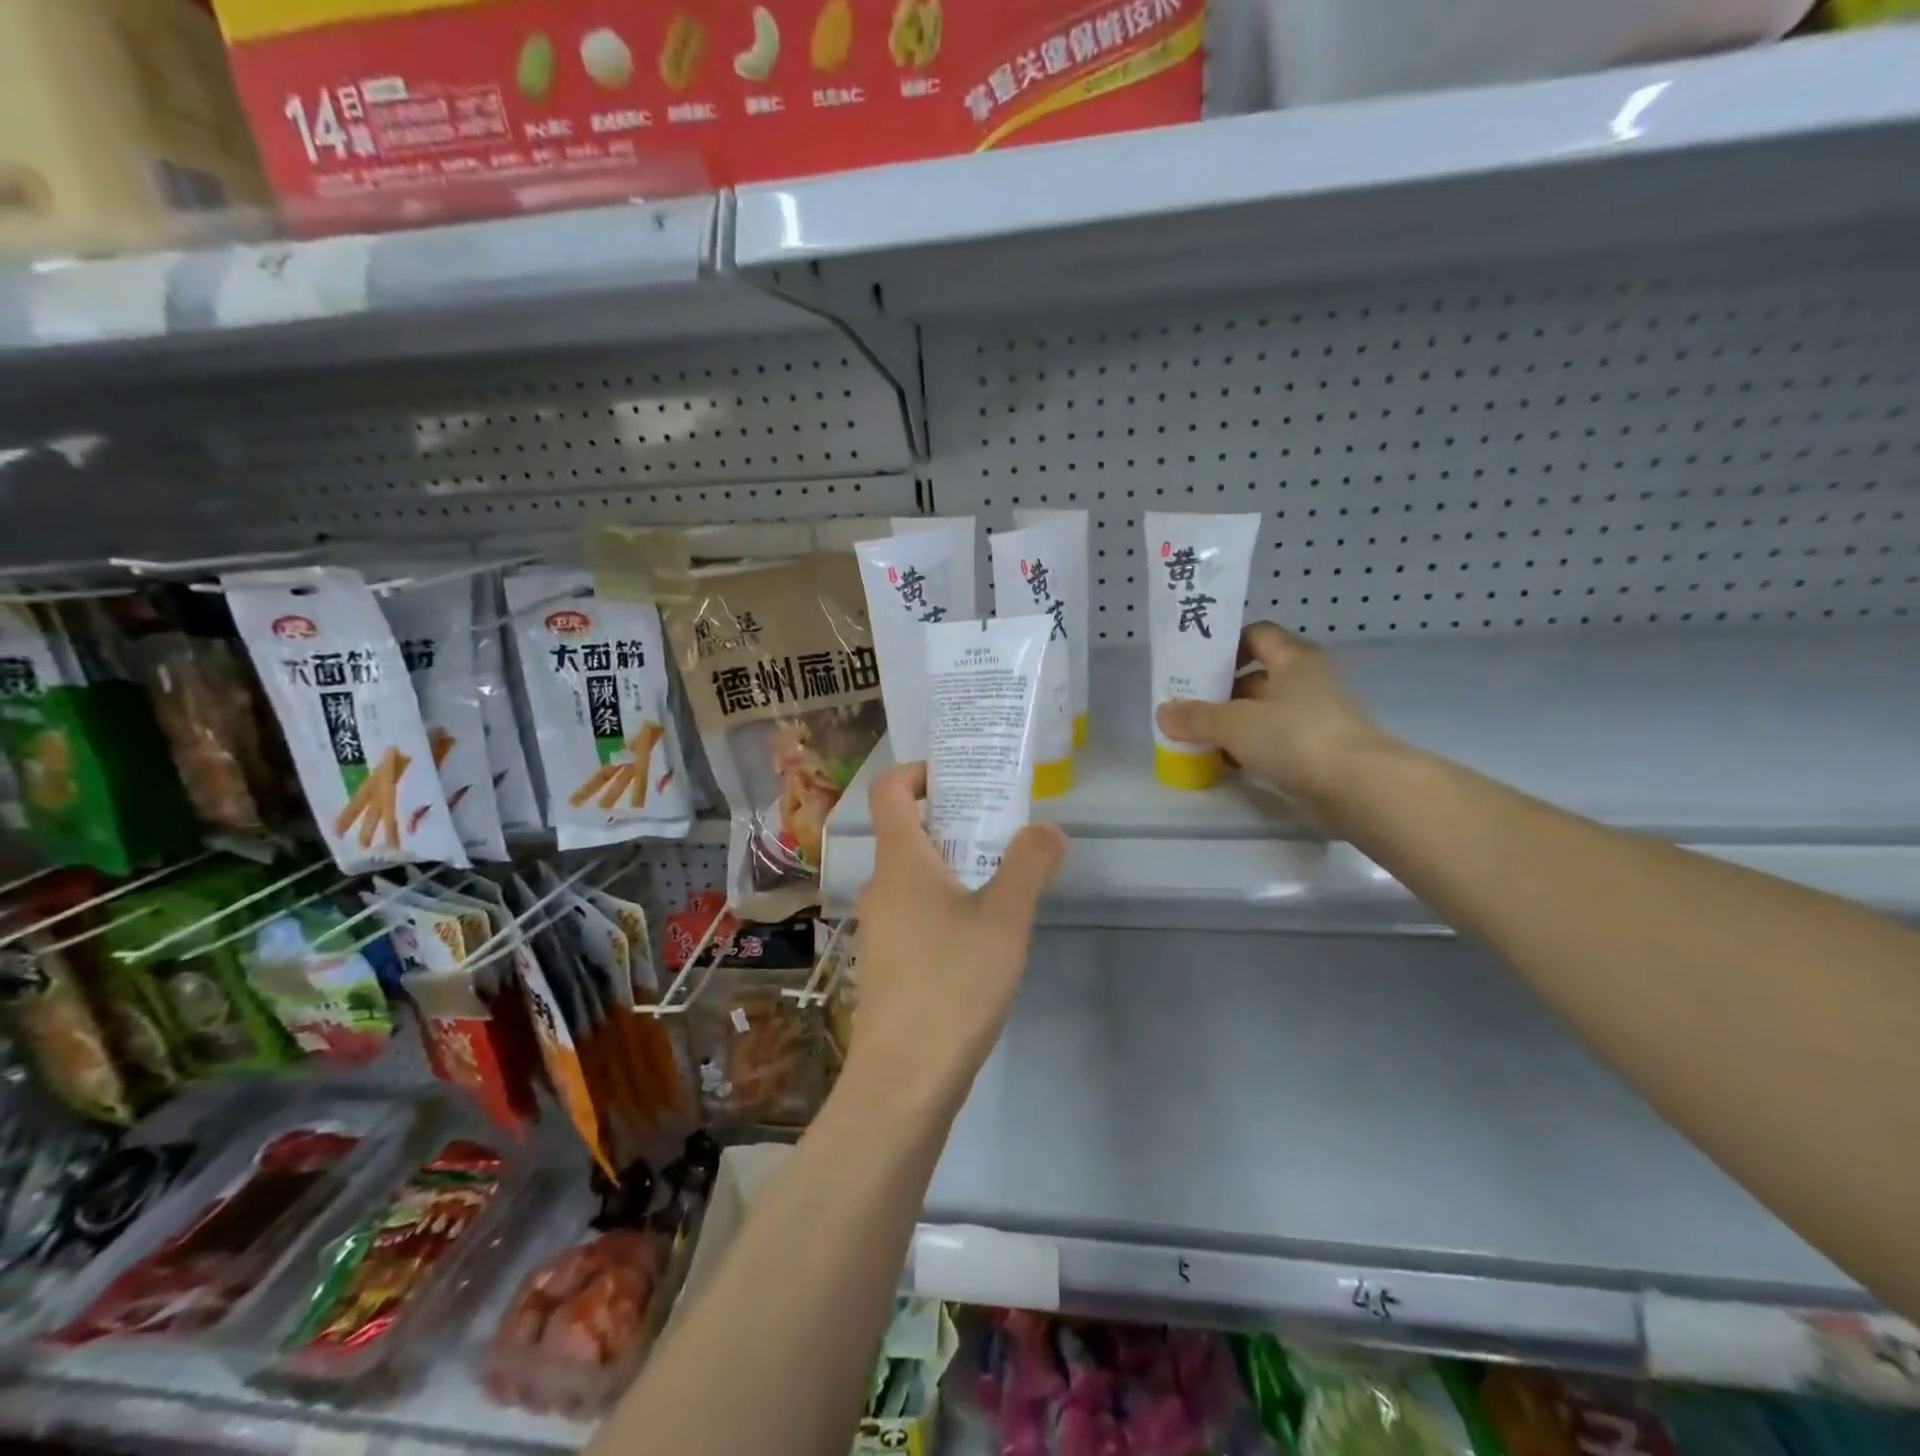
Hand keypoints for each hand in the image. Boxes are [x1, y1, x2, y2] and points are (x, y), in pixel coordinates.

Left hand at [845, 763, 1067, 1110]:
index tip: (959, 777)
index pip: (889, 790)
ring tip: (1002, 880)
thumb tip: (1048, 830)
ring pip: (914, 876)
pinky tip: (982, 936)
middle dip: (952, 820)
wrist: (903, 1080)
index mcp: (900, 861)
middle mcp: (881, 887)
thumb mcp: (1005, 919)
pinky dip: (945, 902)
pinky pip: (916, 911)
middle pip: (907, 831)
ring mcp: (880, 928)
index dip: (918, 770)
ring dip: (953, 865)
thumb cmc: (952, 984)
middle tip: (1001, 827)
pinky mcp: (888, 963)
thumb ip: (1029, 865)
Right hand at [1155, 622, 1386, 811]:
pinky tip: (1227, 763)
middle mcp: (1308, 682)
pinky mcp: (1318, 751)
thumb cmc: (1295, 737)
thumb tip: (1163, 713)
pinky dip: (1251, 749)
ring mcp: (1316, 718)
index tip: (1197, 664)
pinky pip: (1276, 741)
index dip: (1227, 644)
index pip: (1257, 635)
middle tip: (1187, 706)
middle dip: (1221, 691)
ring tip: (1199, 738)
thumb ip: (1196, 717)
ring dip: (1234, 724)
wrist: (1358, 787)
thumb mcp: (1234, 723)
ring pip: (1265, 712)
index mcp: (1293, 660)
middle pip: (1257, 676)